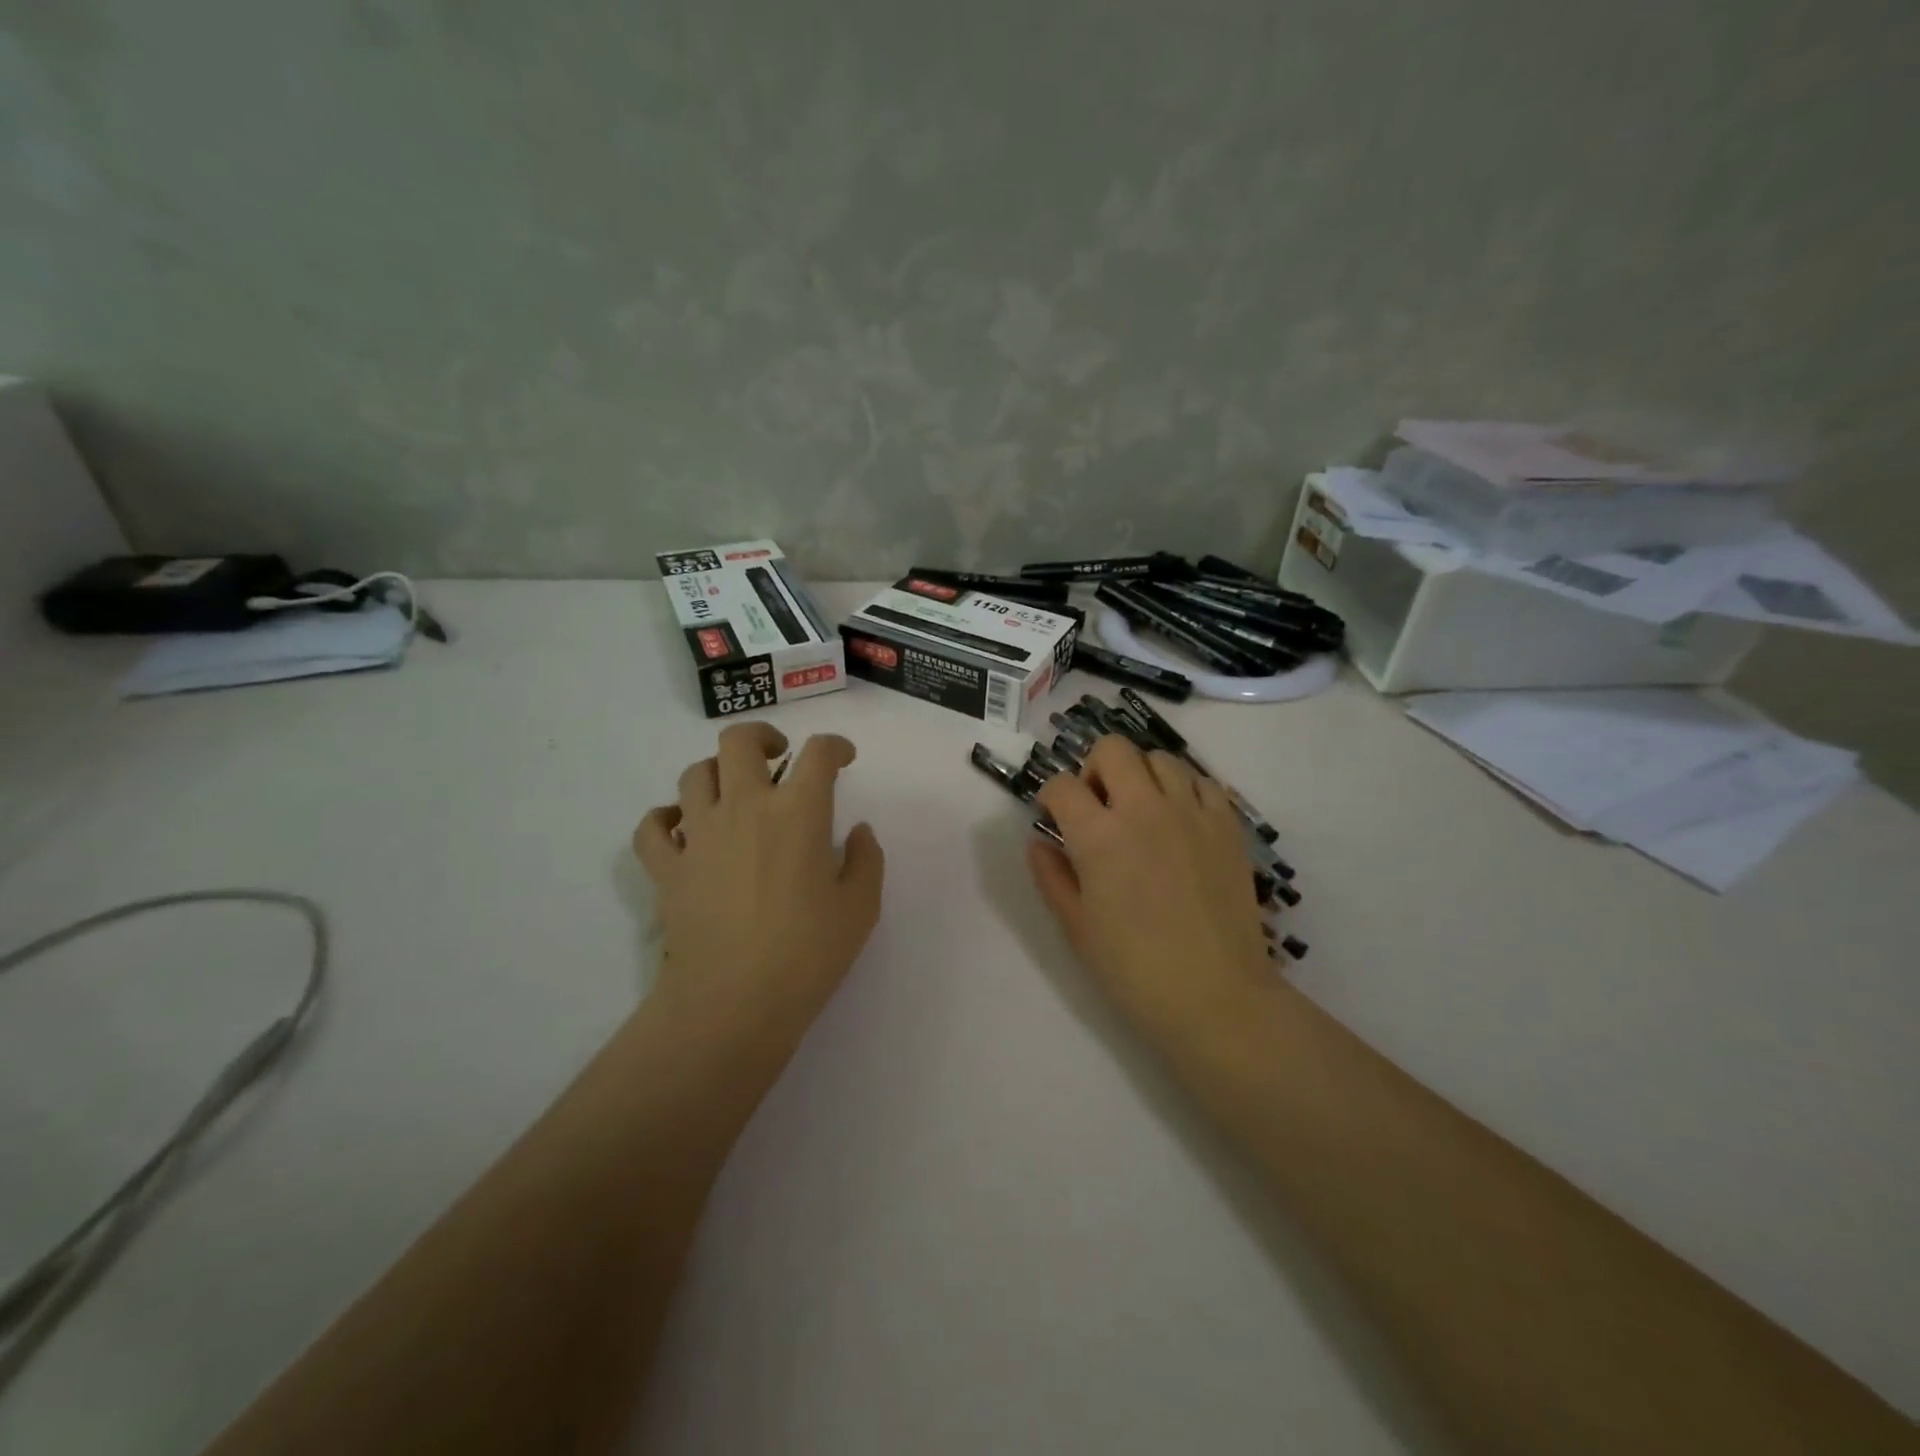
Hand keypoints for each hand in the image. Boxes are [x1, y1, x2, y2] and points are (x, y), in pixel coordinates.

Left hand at [633, 723, 884, 1033]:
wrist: (733, 1003)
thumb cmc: (807, 954)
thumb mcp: (860, 908)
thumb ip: (865, 860)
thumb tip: (857, 831)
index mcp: (798, 812)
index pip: (818, 753)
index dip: (835, 746)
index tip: (843, 759)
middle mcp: (744, 808)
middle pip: (739, 741)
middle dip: (761, 737)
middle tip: (777, 757)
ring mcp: (699, 835)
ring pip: (694, 774)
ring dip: (717, 773)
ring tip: (733, 794)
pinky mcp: (667, 868)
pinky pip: (652, 827)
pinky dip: (664, 819)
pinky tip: (681, 828)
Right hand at [1028, 735, 1276, 1036]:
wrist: (1216, 997)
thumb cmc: (1134, 970)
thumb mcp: (1077, 927)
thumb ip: (1051, 876)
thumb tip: (1038, 841)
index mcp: (1099, 836)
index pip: (1062, 786)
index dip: (1050, 797)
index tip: (1053, 817)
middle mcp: (1144, 809)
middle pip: (1112, 749)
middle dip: (1093, 768)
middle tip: (1097, 806)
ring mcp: (1191, 812)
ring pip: (1160, 758)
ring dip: (1140, 775)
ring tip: (1141, 811)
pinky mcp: (1228, 825)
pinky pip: (1203, 782)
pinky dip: (1184, 790)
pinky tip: (1180, 821)